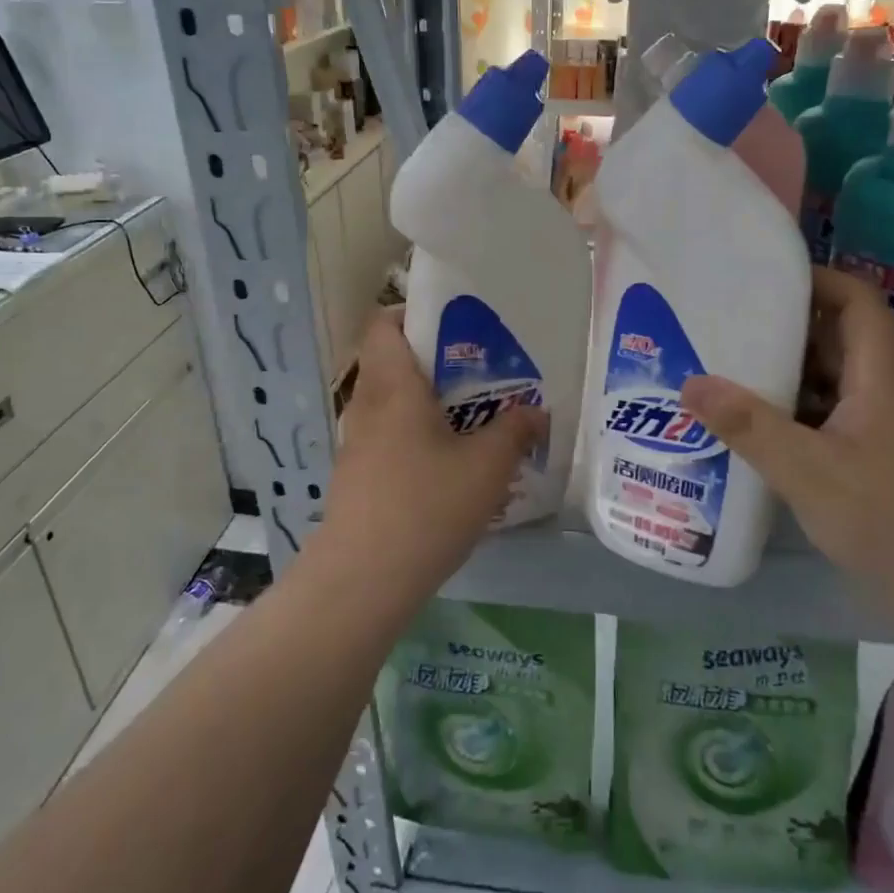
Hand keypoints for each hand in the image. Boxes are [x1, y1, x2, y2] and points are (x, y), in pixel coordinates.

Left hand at [314, 310, 545, 597]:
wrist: (363, 578)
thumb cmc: (427, 506)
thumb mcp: (487, 466)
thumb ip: (515, 431)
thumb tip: (537, 412)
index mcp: (393, 386)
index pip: (384, 323)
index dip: (413, 313)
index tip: (454, 325)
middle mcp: (368, 404)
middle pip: (391, 361)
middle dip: (433, 360)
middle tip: (479, 371)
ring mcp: (357, 442)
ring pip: (391, 402)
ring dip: (426, 402)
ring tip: (472, 416)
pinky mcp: (357, 474)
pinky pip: (388, 436)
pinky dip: (415, 435)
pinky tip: (448, 463)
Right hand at [678, 267, 893, 595]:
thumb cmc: (887, 519)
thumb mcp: (805, 470)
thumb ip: (747, 425)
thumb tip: (690, 383)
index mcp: (885, 378)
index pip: (859, 301)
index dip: (818, 280)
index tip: (764, 281)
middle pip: (844, 339)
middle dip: (789, 329)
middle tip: (731, 327)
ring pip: (841, 382)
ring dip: (794, 374)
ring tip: (737, 374)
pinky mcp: (892, 459)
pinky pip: (842, 415)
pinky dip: (805, 412)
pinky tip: (768, 431)